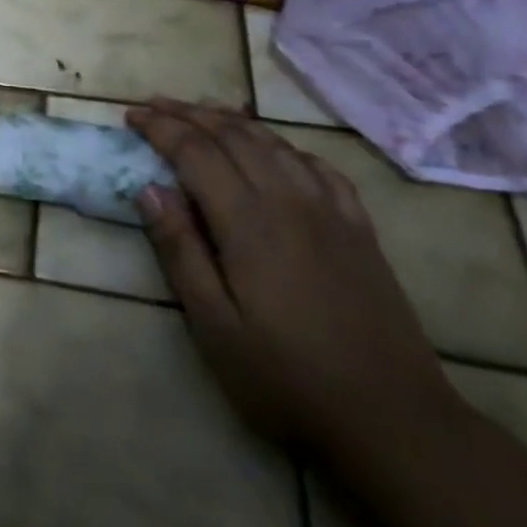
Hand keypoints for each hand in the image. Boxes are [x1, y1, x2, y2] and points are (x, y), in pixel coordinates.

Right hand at [128, 99, 458, 455]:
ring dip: (233, 120)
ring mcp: (331, 212)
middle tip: (154, 104)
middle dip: (190, 113)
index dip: (160, 127)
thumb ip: (180, 251)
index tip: (131, 116)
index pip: (195, 152)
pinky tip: (277, 150)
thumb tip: (148, 189)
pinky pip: (319, 168)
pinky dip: (286, 145)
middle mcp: (290, 201)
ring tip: (203, 109)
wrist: (396, 422)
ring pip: (275, 144)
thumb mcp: (214, 325)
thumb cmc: (287, 379)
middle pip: (234, 136)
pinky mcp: (360, 230)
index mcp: (248, 222)